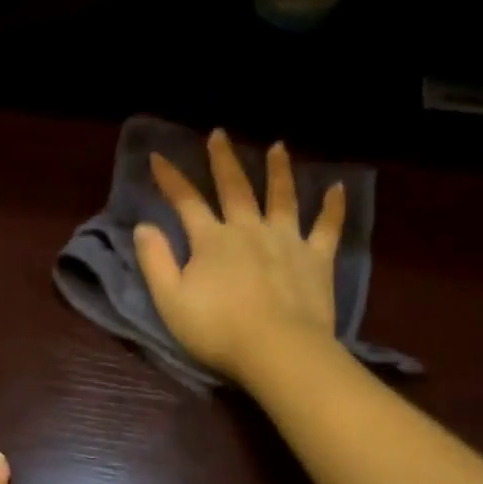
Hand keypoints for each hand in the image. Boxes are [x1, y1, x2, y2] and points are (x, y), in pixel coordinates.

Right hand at [134, 128, 344, 384]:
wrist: (277, 349)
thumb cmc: (217, 330)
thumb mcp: (170, 300)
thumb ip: (156, 261)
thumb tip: (144, 226)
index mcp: (212, 240)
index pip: (186, 201)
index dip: (171, 179)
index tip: (158, 156)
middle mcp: (249, 229)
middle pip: (235, 188)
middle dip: (223, 160)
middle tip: (219, 134)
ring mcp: (287, 240)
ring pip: (282, 197)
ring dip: (278, 170)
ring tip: (278, 147)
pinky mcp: (317, 259)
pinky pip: (327, 227)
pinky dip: (333, 207)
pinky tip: (338, 187)